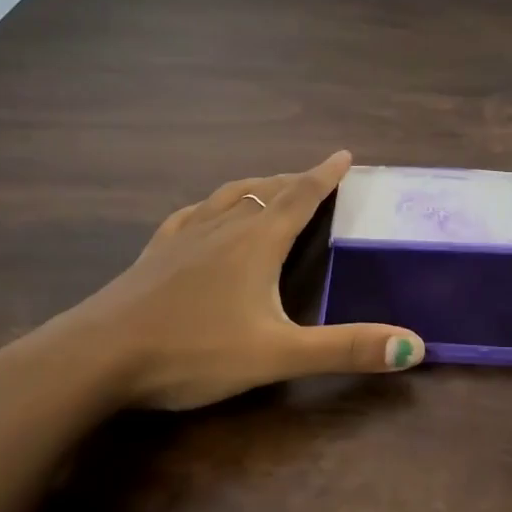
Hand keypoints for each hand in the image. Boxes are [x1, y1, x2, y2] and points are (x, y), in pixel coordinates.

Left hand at [0, 151, 424, 413]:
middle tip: (315, 177)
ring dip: (256, 187)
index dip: (326, 175)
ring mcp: (183, 237)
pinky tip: (203, 215)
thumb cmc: (194, 351)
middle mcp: (222, 227)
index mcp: (256, 241)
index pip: (301, 196)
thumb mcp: (278, 355)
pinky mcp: (155, 253)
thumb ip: (345, 349)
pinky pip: (191, 215)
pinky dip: (211, 206)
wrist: (98, 356)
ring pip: (228, 197)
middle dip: (295, 180)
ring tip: (269, 187)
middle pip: (266, 191)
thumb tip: (414, 346)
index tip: (344, 154)